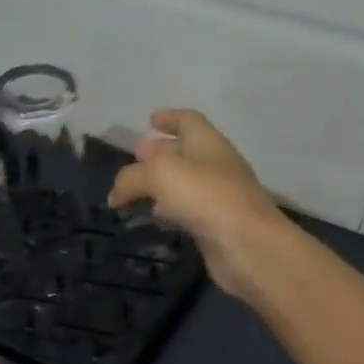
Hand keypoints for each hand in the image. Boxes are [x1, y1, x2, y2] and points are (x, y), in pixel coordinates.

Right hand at [107, 109, 287, 300]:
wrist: (248, 246)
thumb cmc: (206, 197)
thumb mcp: (160, 175)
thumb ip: (131, 178)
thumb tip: (115, 194)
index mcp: (208, 143)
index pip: (189, 121)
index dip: (169, 117)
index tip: (150, 118)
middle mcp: (216, 166)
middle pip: (185, 152)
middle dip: (160, 152)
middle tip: (136, 155)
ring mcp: (218, 198)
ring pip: (184, 184)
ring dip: (161, 184)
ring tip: (136, 190)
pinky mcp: (215, 227)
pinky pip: (187, 211)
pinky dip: (169, 210)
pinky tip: (156, 217)